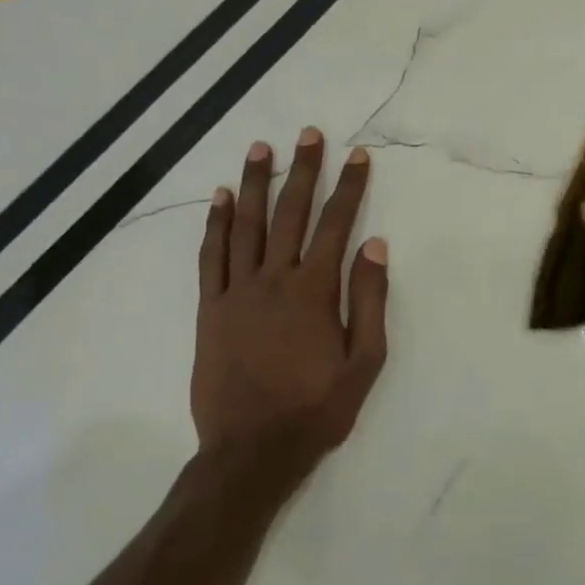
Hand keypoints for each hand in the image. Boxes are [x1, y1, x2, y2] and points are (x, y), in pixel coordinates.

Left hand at [191, 129, 388, 490]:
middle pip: (289, 214)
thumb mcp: (364, 361)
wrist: (252, 450)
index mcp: (314, 292)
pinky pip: (210, 257)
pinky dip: (215, 224)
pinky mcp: (209, 310)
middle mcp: (273, 280)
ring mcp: (236, 292)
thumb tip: (375, 245)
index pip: (336, 226)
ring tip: (262, 149)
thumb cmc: (317, 409)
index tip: (358, 156)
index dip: (349, 188)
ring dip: (255, 184)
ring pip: (245, 225)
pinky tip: (219, 198)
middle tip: (308, 134)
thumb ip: (369, 300)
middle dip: (303, 171)